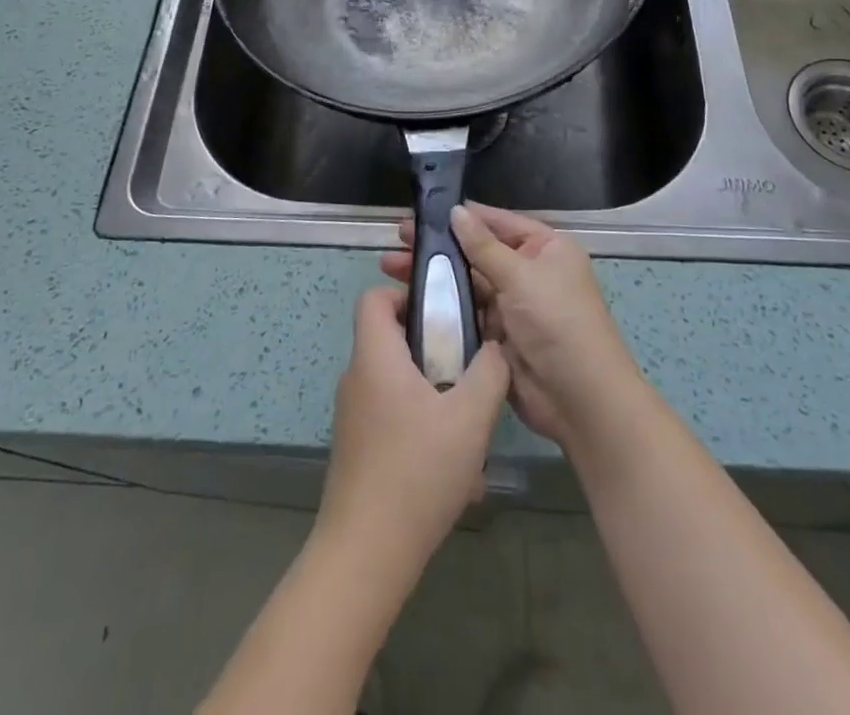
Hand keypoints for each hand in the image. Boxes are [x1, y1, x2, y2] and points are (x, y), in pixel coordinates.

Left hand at [317, 286, 510, 574]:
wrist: (365, 555)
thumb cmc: (417, 472)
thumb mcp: (469, 417)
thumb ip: (489, 371)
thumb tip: (495, 347)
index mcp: (375, 356)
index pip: (374, 297)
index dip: (407, 294)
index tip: (444, 314)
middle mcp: (357, 378)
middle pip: (391, 339)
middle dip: (434, 346)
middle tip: (468, 367)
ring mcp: (355, 416)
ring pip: (398, 382)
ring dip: (434, 393)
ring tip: (469, 424)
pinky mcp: (359, 449)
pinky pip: (394, 417)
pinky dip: (423, 427)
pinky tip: (455, 469)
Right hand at [381, 203, 644, 451]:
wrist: (580, 400)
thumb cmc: (557, 323)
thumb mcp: (521, 276)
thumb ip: (483, 245)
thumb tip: (456, 211)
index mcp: (545, 248)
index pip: (497, 222)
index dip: (461, 217)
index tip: (421, 213)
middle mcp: (529, 272)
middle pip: (477, 252)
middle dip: (439, 247)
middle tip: (396, 240)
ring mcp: (512, 305)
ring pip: (466, 283)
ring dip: (434, 276)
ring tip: (389, 267)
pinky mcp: (497, 336)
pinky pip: (465, 314)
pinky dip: (441, 307)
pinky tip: (408, 300)